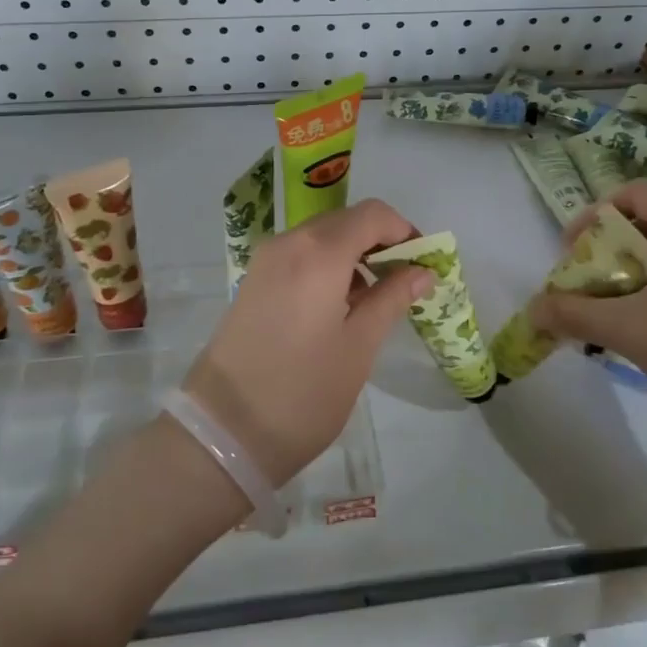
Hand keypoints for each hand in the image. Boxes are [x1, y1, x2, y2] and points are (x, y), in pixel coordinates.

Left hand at [183, 199, 431, 484]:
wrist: (223, 432)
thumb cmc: (303, 392)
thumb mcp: (359, 347)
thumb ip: (392, 298)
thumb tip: (422, 271)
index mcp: (318, 253)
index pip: (373, 214)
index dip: (404, 231)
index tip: (424, 264)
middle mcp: (288, 243)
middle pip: (345, 221)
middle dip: (380, 242)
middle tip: (405, 283)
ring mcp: (265, 260)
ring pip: (321, 237)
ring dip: (354, 255)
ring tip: (376, 300)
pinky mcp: (253, 281)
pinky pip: (300, 256)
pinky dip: (328, 266)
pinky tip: (340, 306)